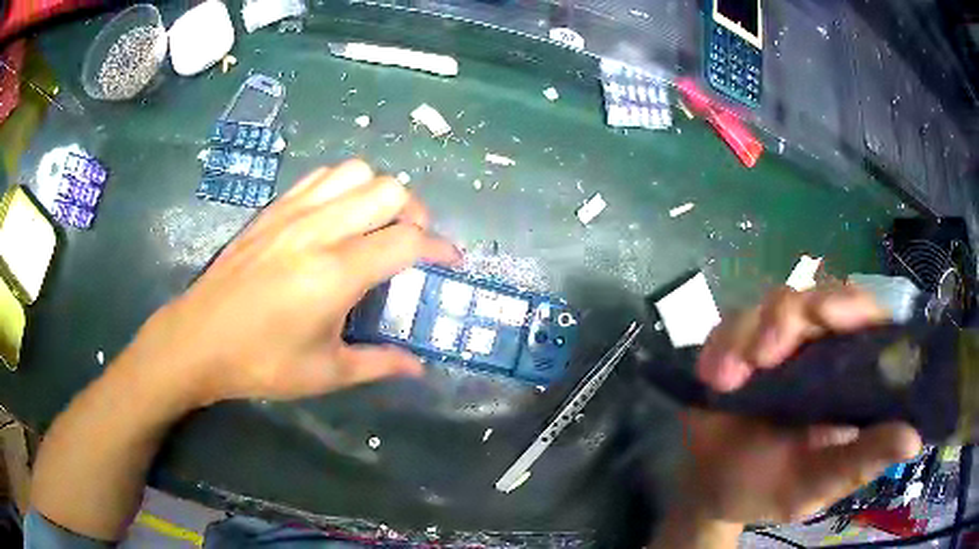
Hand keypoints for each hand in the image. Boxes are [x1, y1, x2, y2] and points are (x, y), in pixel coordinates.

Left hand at [116, 160, 460, 405]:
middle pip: (389, 191)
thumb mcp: (325, 373)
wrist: (197, 339)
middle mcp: (319, 231)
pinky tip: (338, 216)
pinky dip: (344, 187)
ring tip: (377, 224)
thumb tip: (418, 367)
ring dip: (379, 194)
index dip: (440, 248)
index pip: (407, 241)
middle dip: (415, 214)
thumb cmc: (260, 362)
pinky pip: (321, 177)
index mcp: (335, 273)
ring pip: (356, 173)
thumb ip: (378, 364)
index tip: (452, 261)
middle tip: (413, 245)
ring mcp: (293, 213)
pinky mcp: (273, 209)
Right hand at [683, 285, 922, 524]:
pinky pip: (732, 323)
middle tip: (766, 354)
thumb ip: (861, 461)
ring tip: (730, 379)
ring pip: (775, 302)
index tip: (831, 319)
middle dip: (793, 316)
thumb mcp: (818, 483)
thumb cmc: (770, 490)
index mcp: (849, 375)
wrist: (710, 491)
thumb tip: (914, 440)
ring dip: (751, 331)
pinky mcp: (738, 344)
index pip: (866, 317)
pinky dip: (722, 343)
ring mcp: (779, 343)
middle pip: (819, 297)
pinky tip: (714, 377)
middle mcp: (820, 348)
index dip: (854, 307)